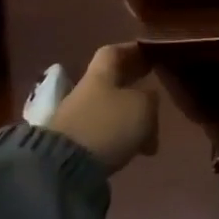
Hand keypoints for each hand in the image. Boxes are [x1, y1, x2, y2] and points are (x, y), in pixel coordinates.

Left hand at [38, 43, 158, 173]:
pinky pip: (104, 134)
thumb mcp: (142, 106)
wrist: (64, 168)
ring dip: (130, 118)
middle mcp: (85, 93)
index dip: (131, 50)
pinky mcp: (74, 146)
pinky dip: (121, 138)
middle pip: (112, 82)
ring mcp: (77, 120)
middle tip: (154, 92)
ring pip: (111, 111)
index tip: (148, 53)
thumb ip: (150, 97)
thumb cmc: (108, 125)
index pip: (113, 52)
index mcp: (100, 75)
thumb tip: (149, 96)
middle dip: (133, 87)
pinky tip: (136, 150)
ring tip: (150, 133)